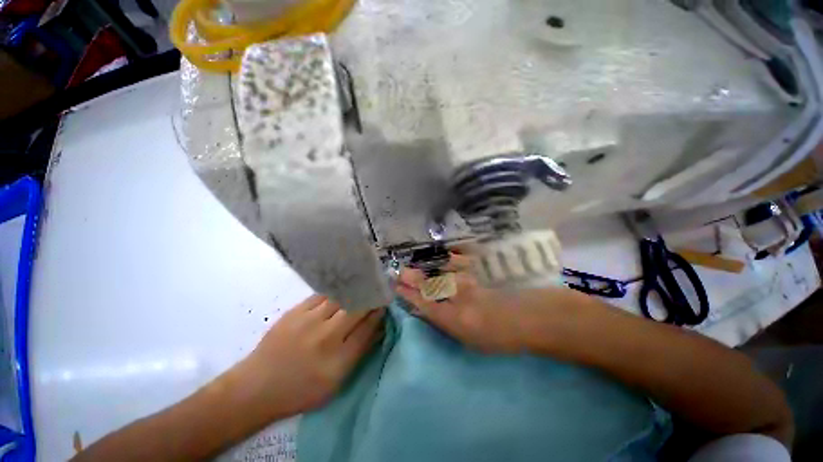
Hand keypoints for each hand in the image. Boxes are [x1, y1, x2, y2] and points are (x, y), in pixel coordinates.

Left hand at [239, 295, 383, 415]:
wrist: (257, 386)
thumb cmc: (300, 391)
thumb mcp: (336, 383)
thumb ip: (359, 353)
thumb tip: (377, 329)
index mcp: (338, 359)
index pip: (367, 328)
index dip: (379, 313)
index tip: (385, 303)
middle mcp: (326, 336)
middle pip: (357, 309)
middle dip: (370, 298)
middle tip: (376, 291)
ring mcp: (309, 321)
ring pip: (341, 298)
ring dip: (354, 292)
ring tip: (361, 285)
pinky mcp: (296, 311)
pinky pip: (322, 296)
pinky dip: (334, 293)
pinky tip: (339, 290)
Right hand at [395, 254, 567, 353]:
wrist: (538, 317)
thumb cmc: (506, 335)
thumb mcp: (474, 340)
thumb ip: (451, 324)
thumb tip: (432, 311)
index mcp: (458, 320)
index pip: (425, 305)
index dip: (410, 295)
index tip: (398, 288)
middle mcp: (461, 297)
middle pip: (431, 285)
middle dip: (413, 279)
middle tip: (401, 272)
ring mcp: (472, 279)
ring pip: (443, 270)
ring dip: (428, 267)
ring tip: (417, 264)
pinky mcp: (484, 267)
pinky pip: (462, 258)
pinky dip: (450, 257)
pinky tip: (443, 255)